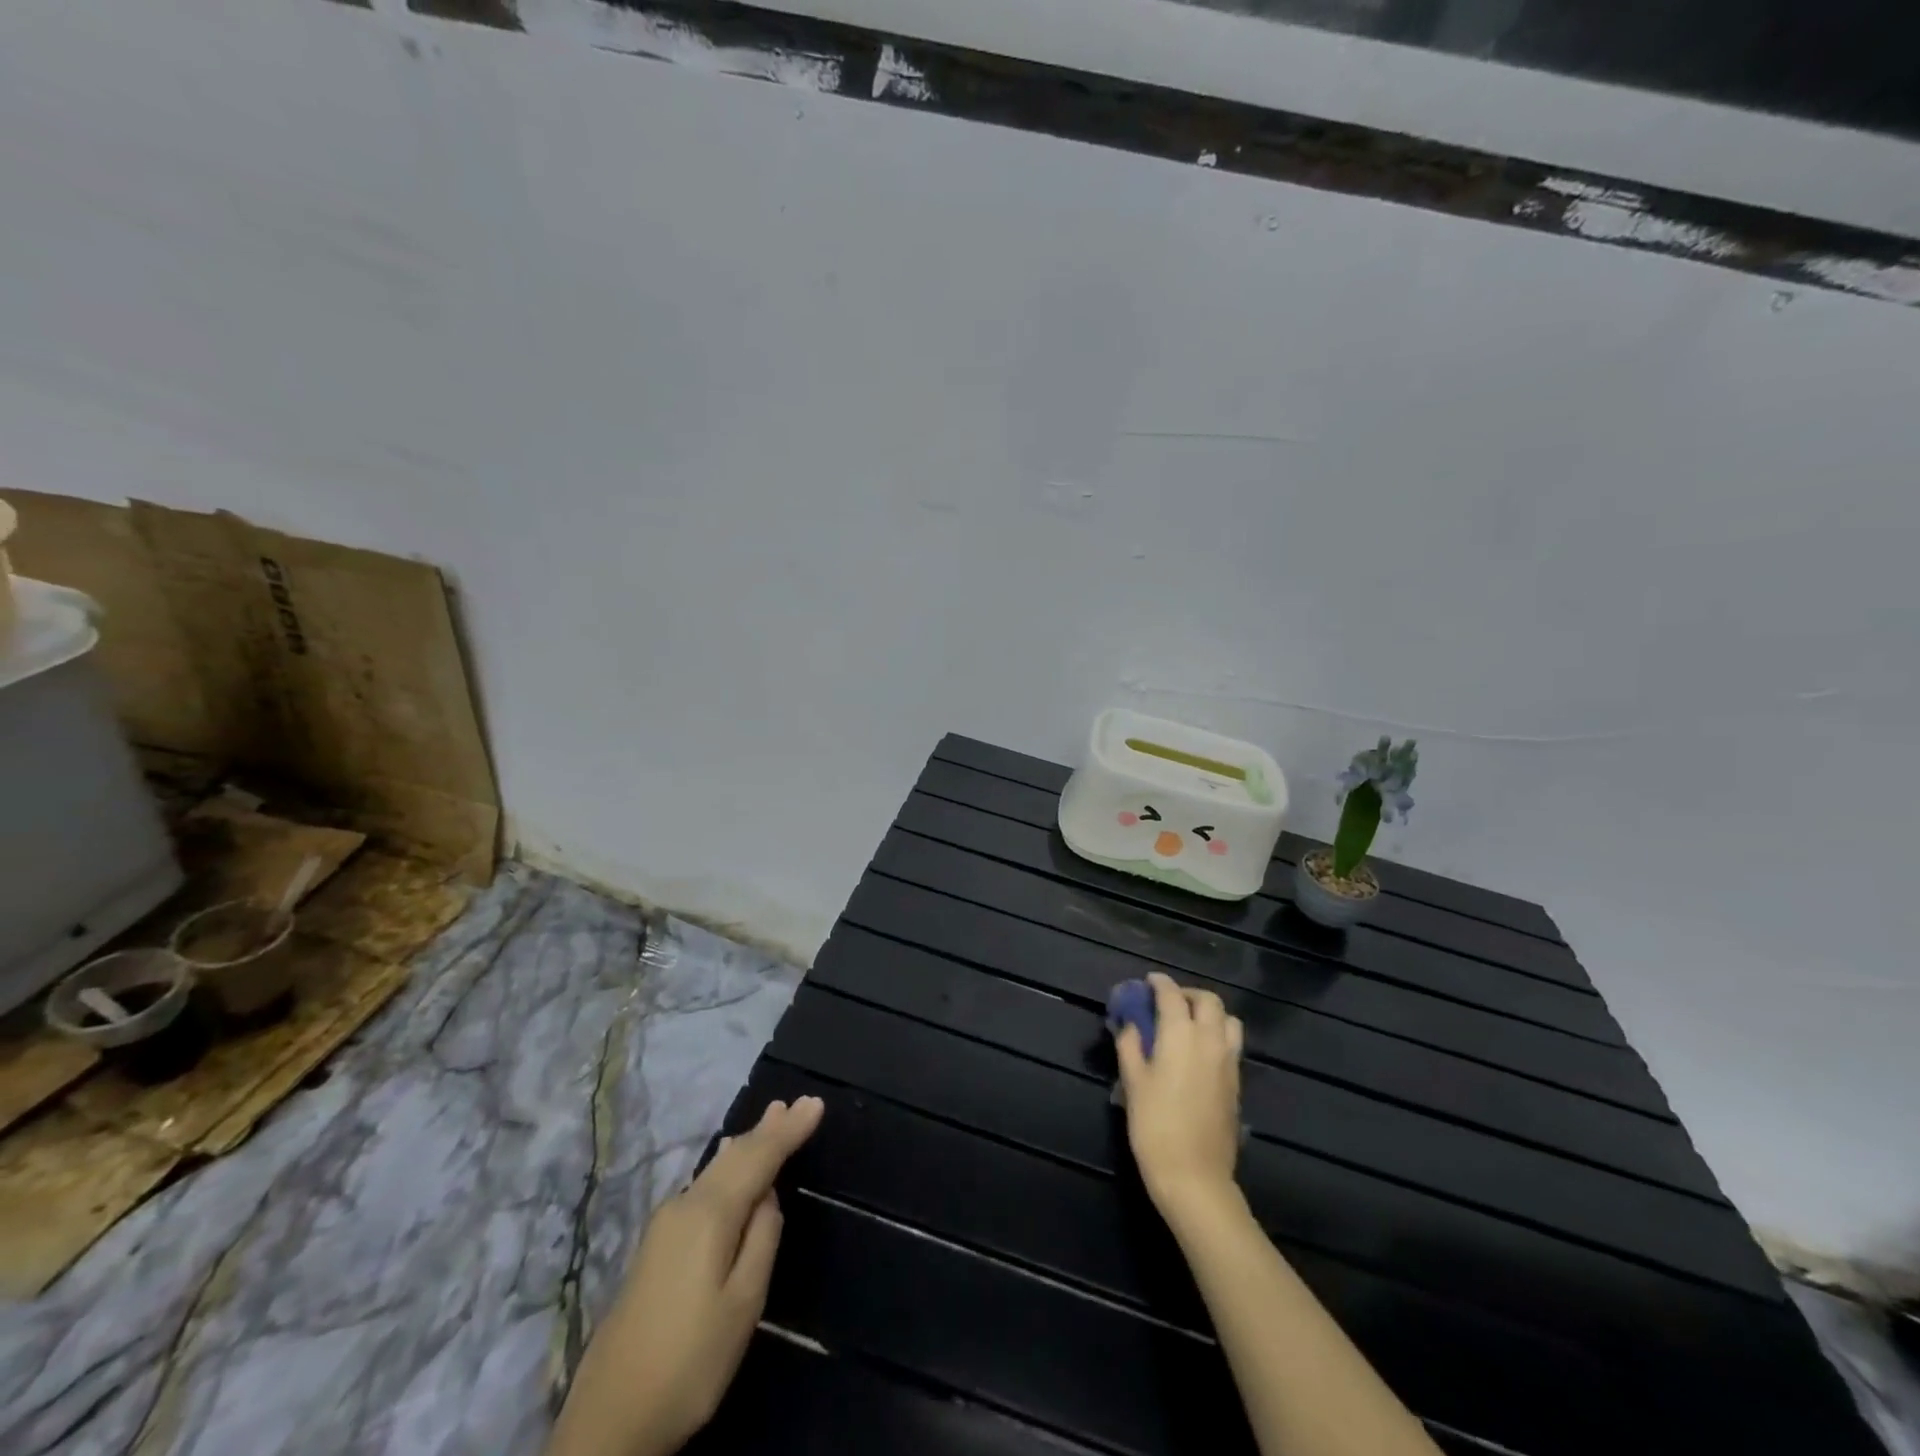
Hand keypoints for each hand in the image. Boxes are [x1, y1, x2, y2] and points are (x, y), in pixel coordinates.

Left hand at [547, 1096, 824, 1455]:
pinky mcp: (655, 1248)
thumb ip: (762, 1239)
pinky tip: (732, 1164)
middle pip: (733, 1156)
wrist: (608, 1422)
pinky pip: (704, 1187)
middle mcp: (683, 1206)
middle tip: (795, 1103)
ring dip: (747, 1144)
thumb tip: (767, 1197)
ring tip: (770, 1120)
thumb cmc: (689, 1362)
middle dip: (767, 1129)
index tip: (815, 1103)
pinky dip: (729, 1167)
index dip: (788, 1130)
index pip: (758, 1157)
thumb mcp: (742, 1304)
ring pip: (716, 1169)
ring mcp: (664, 1226)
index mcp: (708, 1214)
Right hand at [1114, 973, 1243, 1220]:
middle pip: (1208, 1001)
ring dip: (1209, 1013)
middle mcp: (1210, 1040)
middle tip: (1167, 1002)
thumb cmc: (1155, 1126)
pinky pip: (1232, 1044)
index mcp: (1181, 1034)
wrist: (1195, 1177)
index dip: (1159, 983)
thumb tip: (1131, 1024)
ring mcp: (1229, 1062)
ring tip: (1188, 1024)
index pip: (1172, 994)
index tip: (1148, 981)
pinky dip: (1217, 1035)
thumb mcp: (1133, 1082)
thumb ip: (1131, 1045)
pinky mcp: (1237, 1083)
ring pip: (1228, 1020)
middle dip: (1188, 994)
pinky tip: (1198, 1052)